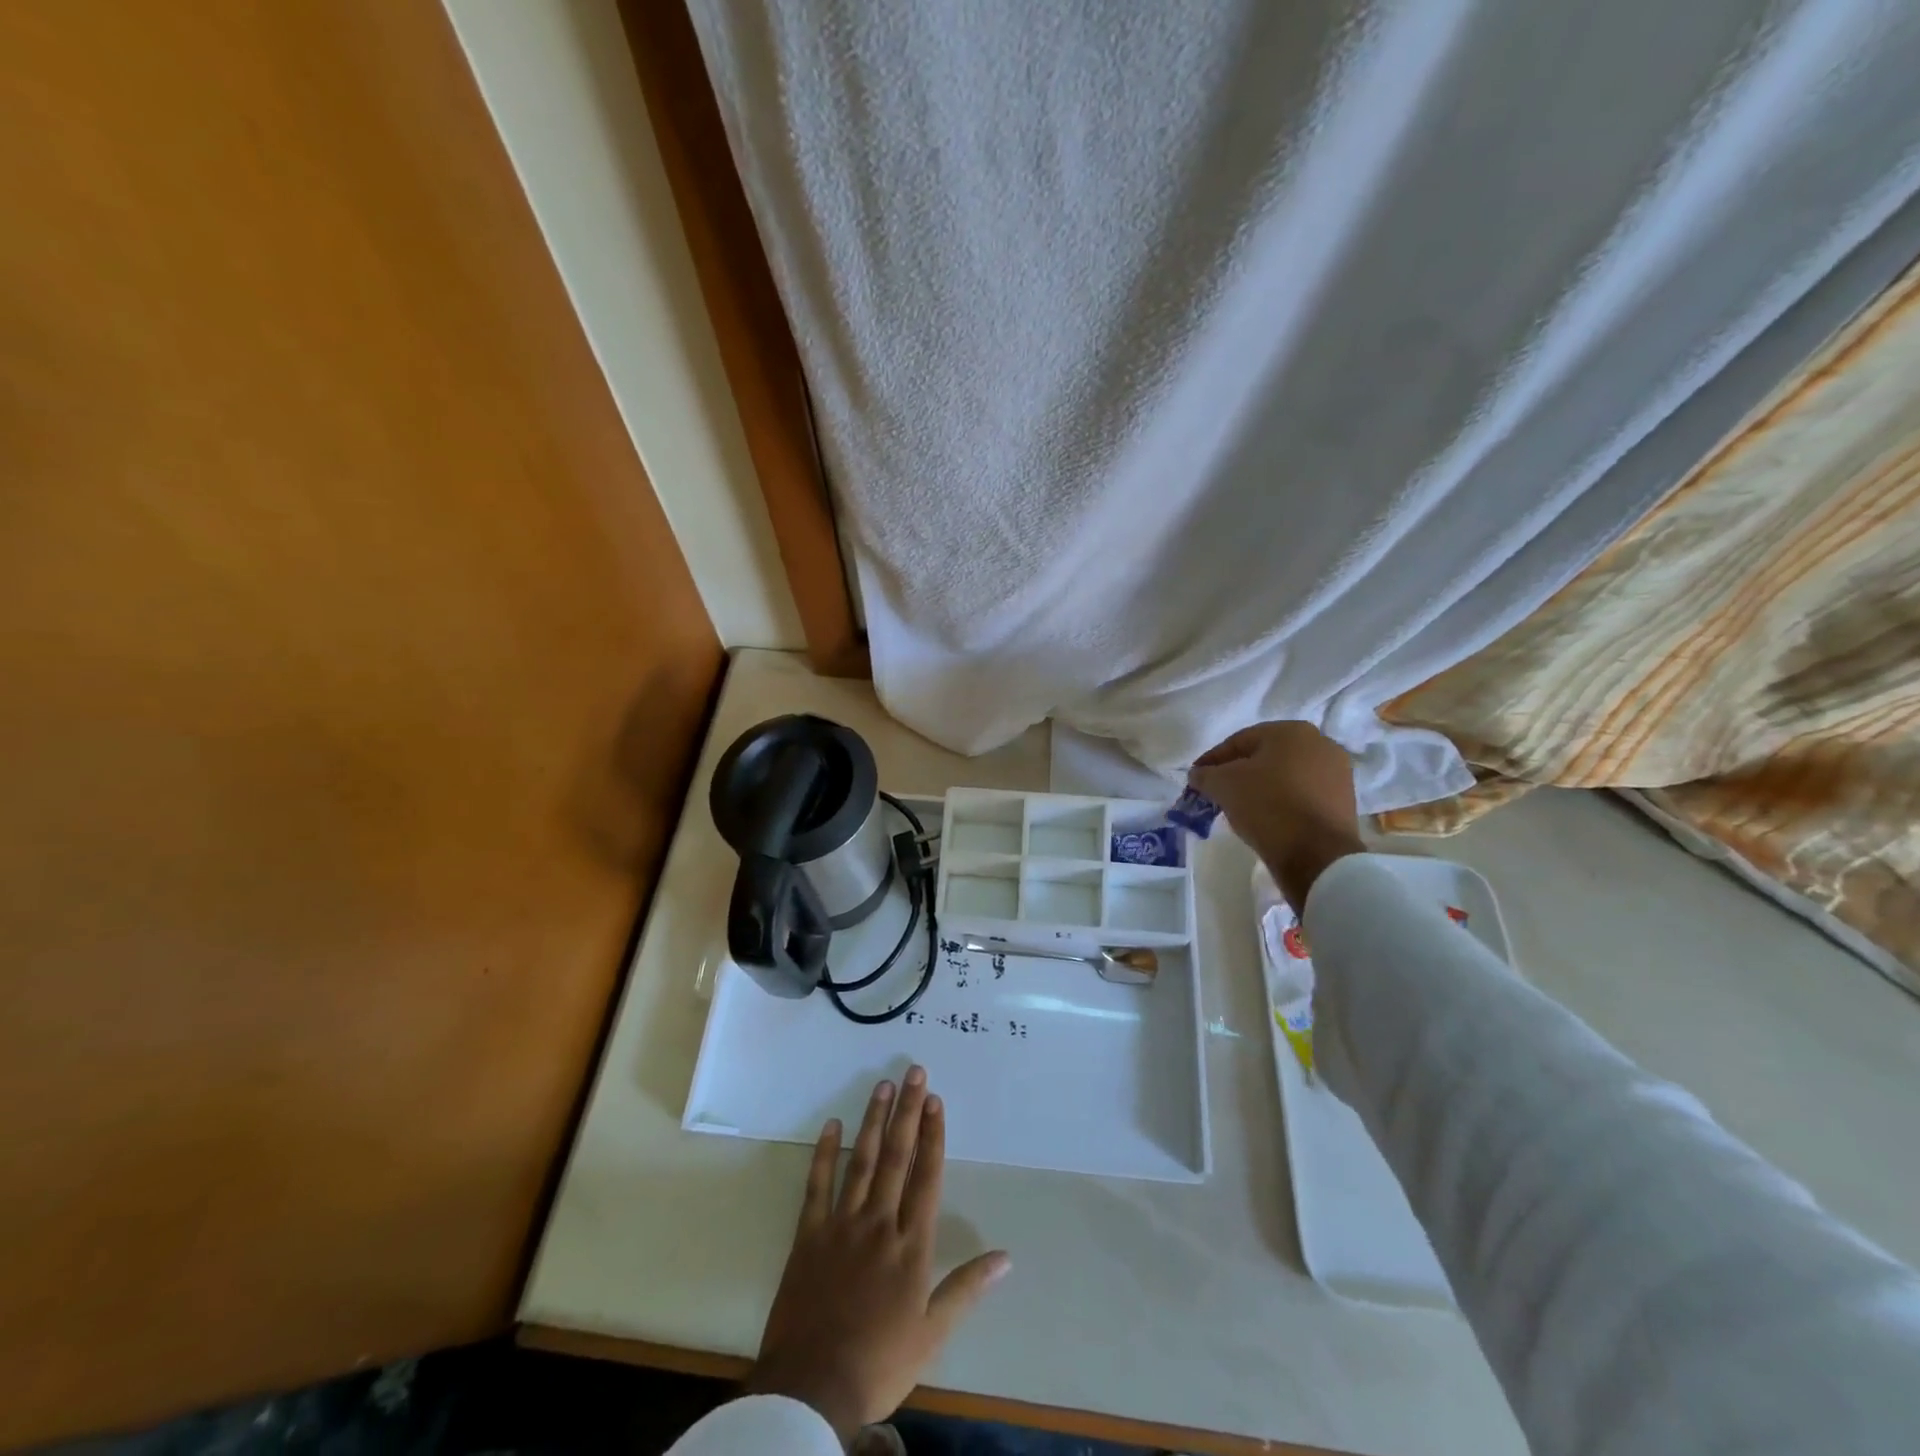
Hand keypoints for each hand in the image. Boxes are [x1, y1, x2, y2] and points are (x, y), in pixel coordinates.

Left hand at [745, 1067, 1010, 1440]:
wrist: (811, 1388)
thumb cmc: (879, 1362)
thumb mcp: (932, 1334)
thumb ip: (966, 1288)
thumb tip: (1005, 1256)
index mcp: (911, 1245)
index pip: (926, 1177)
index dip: (932, 1135)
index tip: (935, 1100)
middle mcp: (879, 1223)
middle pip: (896, 1157)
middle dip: (907, 1112)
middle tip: (913, 1071)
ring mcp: (841, 1225)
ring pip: (861, 1161)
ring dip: (873, 1121)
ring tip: (882, 1086)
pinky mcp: (809, 1235)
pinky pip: (817, 1185)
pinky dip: (824, 1153)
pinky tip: (832, 1124)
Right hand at [1189, 721, 1365, 910]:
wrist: (1317, 854)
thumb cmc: (1267, 805)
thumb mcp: (1223, 785)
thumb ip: (1205, 774)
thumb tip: (1198, 774)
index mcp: (1291, 730)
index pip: (1239, 741)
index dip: (1213, 760)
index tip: (1196, 779)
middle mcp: (1320, 743)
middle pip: (1265, 756)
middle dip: (1239, 773)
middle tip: (1218, 792)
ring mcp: (1337, 772)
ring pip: (1285, 776)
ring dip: (1261, 787)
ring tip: (1241, 808)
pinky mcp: (1344, 800)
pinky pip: (1303, 795)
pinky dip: (1282, 802)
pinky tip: (1267, 818)